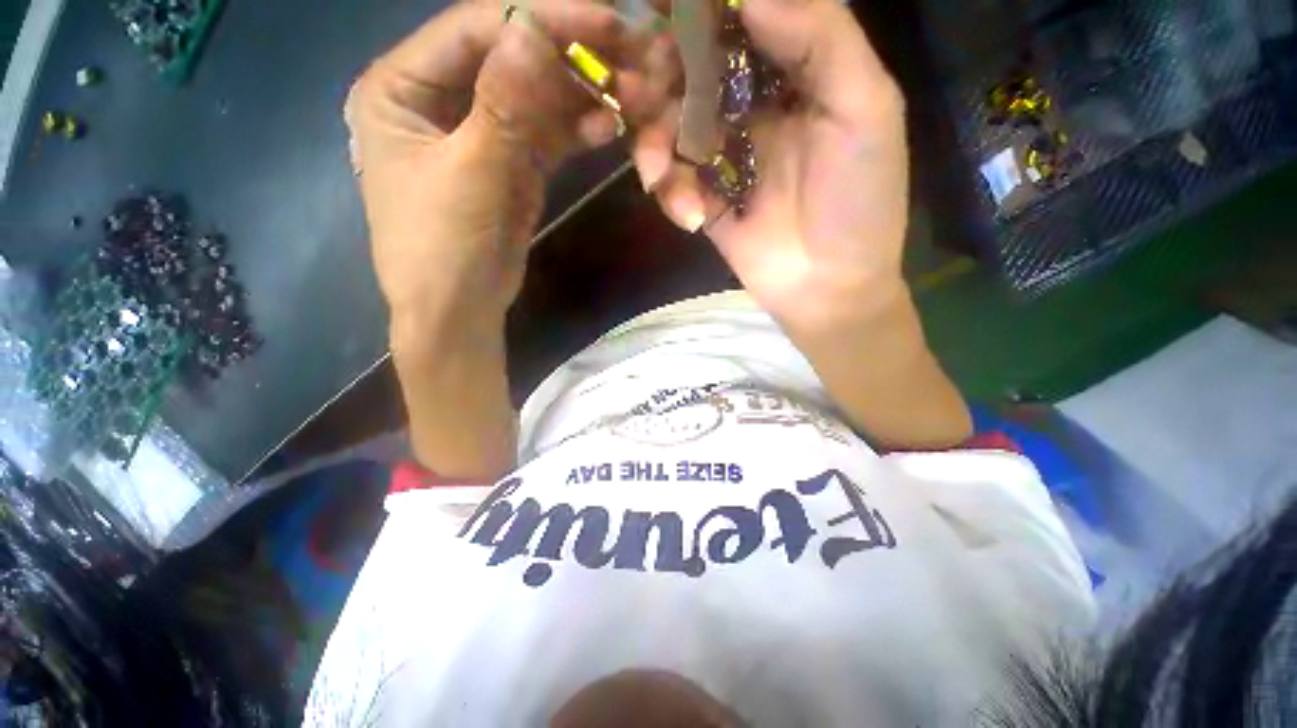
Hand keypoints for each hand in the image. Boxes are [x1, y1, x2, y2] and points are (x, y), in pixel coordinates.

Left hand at [345, 0, 635, 331]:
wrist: (460, 312)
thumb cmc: (444, 248)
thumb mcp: (471, 175)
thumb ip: (503, 104)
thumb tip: (533, 28)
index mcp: (400, 87)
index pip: (475, 31)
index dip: (538, 19)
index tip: (602, 18)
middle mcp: (437, 98)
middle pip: (510, 59)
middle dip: (569, 58)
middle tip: (627, 54)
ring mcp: (479, 132)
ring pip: (535, 98)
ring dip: (580, 96)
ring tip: (629, 94)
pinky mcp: (510, 164)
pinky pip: (546, 135)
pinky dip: (576, 130)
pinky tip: (608, 126)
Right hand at [632, 0, 909, 328]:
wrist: (828, 286)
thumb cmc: (858, 202)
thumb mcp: (865, 109)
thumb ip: (820, 38)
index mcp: (793, 73)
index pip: (741, 20)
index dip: (699, 12)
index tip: (663, 10)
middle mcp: (752, 106)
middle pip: (691, 69)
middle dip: (660, 75)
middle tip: (642, 86)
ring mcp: (723, 155)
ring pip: (668, 125)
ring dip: (651, 142)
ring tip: (655, 170)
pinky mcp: (704, 198)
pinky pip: (671, 181)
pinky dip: (670, 193)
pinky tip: (691, 216)